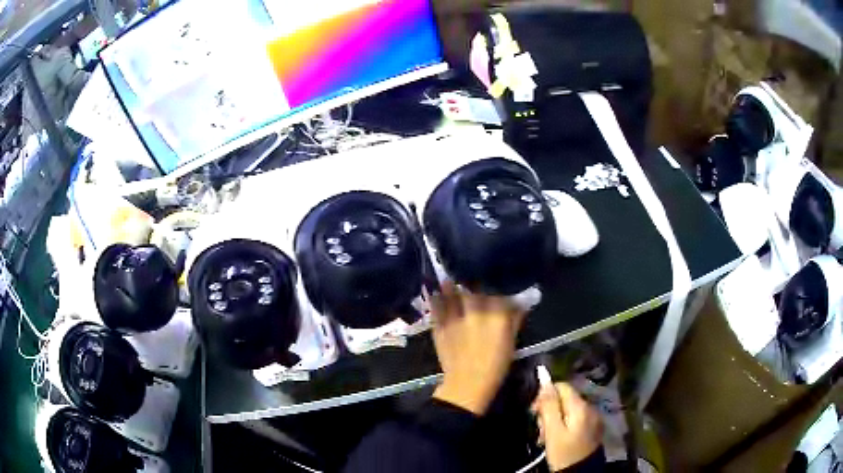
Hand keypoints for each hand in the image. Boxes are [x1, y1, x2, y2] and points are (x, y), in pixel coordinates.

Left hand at [430, 282, 525, 415]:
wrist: (468, 384)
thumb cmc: (495, 364)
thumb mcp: (511, 340)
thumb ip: (515, 318)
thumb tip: (520, 300)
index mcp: (497, 315)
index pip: (497, 287)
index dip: (495, 278)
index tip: (494, 273)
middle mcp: (476, 311)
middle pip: (473, 283)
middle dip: (472, 276)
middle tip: (473, 271)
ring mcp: (455, 316)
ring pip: (452, 289)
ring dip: (452, 282)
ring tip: (452, 276)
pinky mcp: (439, 324)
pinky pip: (436, 303)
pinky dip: (437, 296)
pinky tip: (437, 292)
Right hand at [533, 382, 602, 470]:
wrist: (581, 472)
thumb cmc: (564, 453)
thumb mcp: (553, 431)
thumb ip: (549, 405)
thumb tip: (544, 380)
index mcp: (581, 406)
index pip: (561, 386)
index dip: (545, 395)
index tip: (534, 412)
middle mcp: (590, 407)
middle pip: (565, 398)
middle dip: (550, 410)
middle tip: (541, 429)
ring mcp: (594, 417)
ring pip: (569, 409)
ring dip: (555, 419)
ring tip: (547, 436)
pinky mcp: (593, 427)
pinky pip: (576, 418)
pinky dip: (565, 425)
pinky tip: (558, 438)